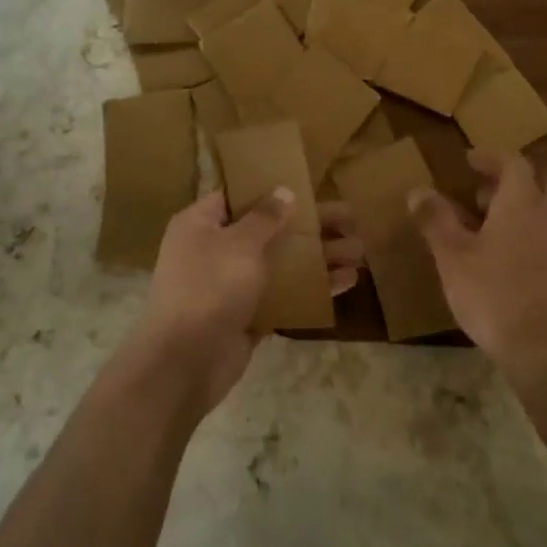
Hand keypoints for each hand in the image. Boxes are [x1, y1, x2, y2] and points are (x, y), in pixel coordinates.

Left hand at [136, 190, 363, 417]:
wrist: (186, 362)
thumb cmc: (210, 287)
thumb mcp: (239, 244)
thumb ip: (265, 217)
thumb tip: (284, 191)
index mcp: (201, 224)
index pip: (237, 196)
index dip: (271, 189)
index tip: (307, 185)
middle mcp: (214, 250)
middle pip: (268, 230)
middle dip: (310, 225)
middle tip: (351, 219)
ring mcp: (231, 285)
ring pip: (281, 263)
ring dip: (318, 257)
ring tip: (360, 251)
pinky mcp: (247, 315)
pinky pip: (283, 294)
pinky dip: (312, 288)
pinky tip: (347, 282)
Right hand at [409, 152, 546, 379]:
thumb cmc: (494, 295)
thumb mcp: (452, 256)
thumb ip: (435, 219)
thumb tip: (417, 190)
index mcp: (523, 201)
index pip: (513, 161)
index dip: (490, 157)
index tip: (469, 161)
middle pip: (545, 177)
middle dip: (517, 178)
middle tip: (485, 193)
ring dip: (531, 202)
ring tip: (496, 224)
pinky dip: (540, 226)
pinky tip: (515, 253)